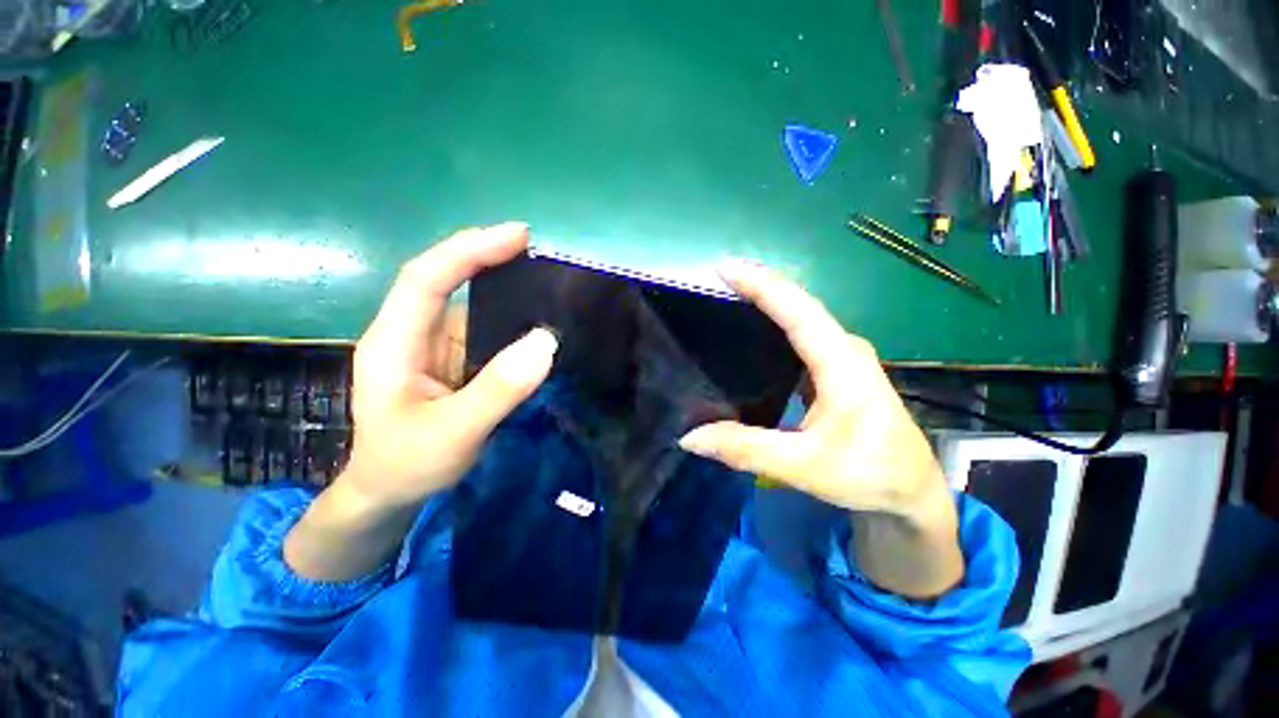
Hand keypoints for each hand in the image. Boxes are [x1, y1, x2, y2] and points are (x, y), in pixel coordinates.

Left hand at [343, 222, 558, 508]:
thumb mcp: (454, 433)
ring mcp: (431, 345)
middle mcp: (410, 333)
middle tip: (534, 247)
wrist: (388, 492)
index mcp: (393, 343)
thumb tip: (545, 341)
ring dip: (502, 285)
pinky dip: (509, 316)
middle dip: (486, 256)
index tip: (516, 236)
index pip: (425, 278)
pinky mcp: (451, 358)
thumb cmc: (408, 464)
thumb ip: (498, 390)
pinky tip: (534, 315)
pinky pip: (482, 327)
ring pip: (467, 302)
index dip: (468, 250)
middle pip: (444, 279)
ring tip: (543, 276)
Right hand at [678, 262, 961, 596]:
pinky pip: (800, 338)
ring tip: (727, 297)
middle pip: (799, 307)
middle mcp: (844, 351)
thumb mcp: (805, 467)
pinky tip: (750, 335)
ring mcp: (841, 359)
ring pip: (800, 320)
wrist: (911, 493)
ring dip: (766, 303)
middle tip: (718, 278)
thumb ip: (746, 450)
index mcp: (842, 365)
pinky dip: (773, 327)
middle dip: (759, 287)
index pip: (799, 312)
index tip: (726, 268)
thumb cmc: (869, 477)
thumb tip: (690, 437)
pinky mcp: (833, 371)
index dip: (763, 286)